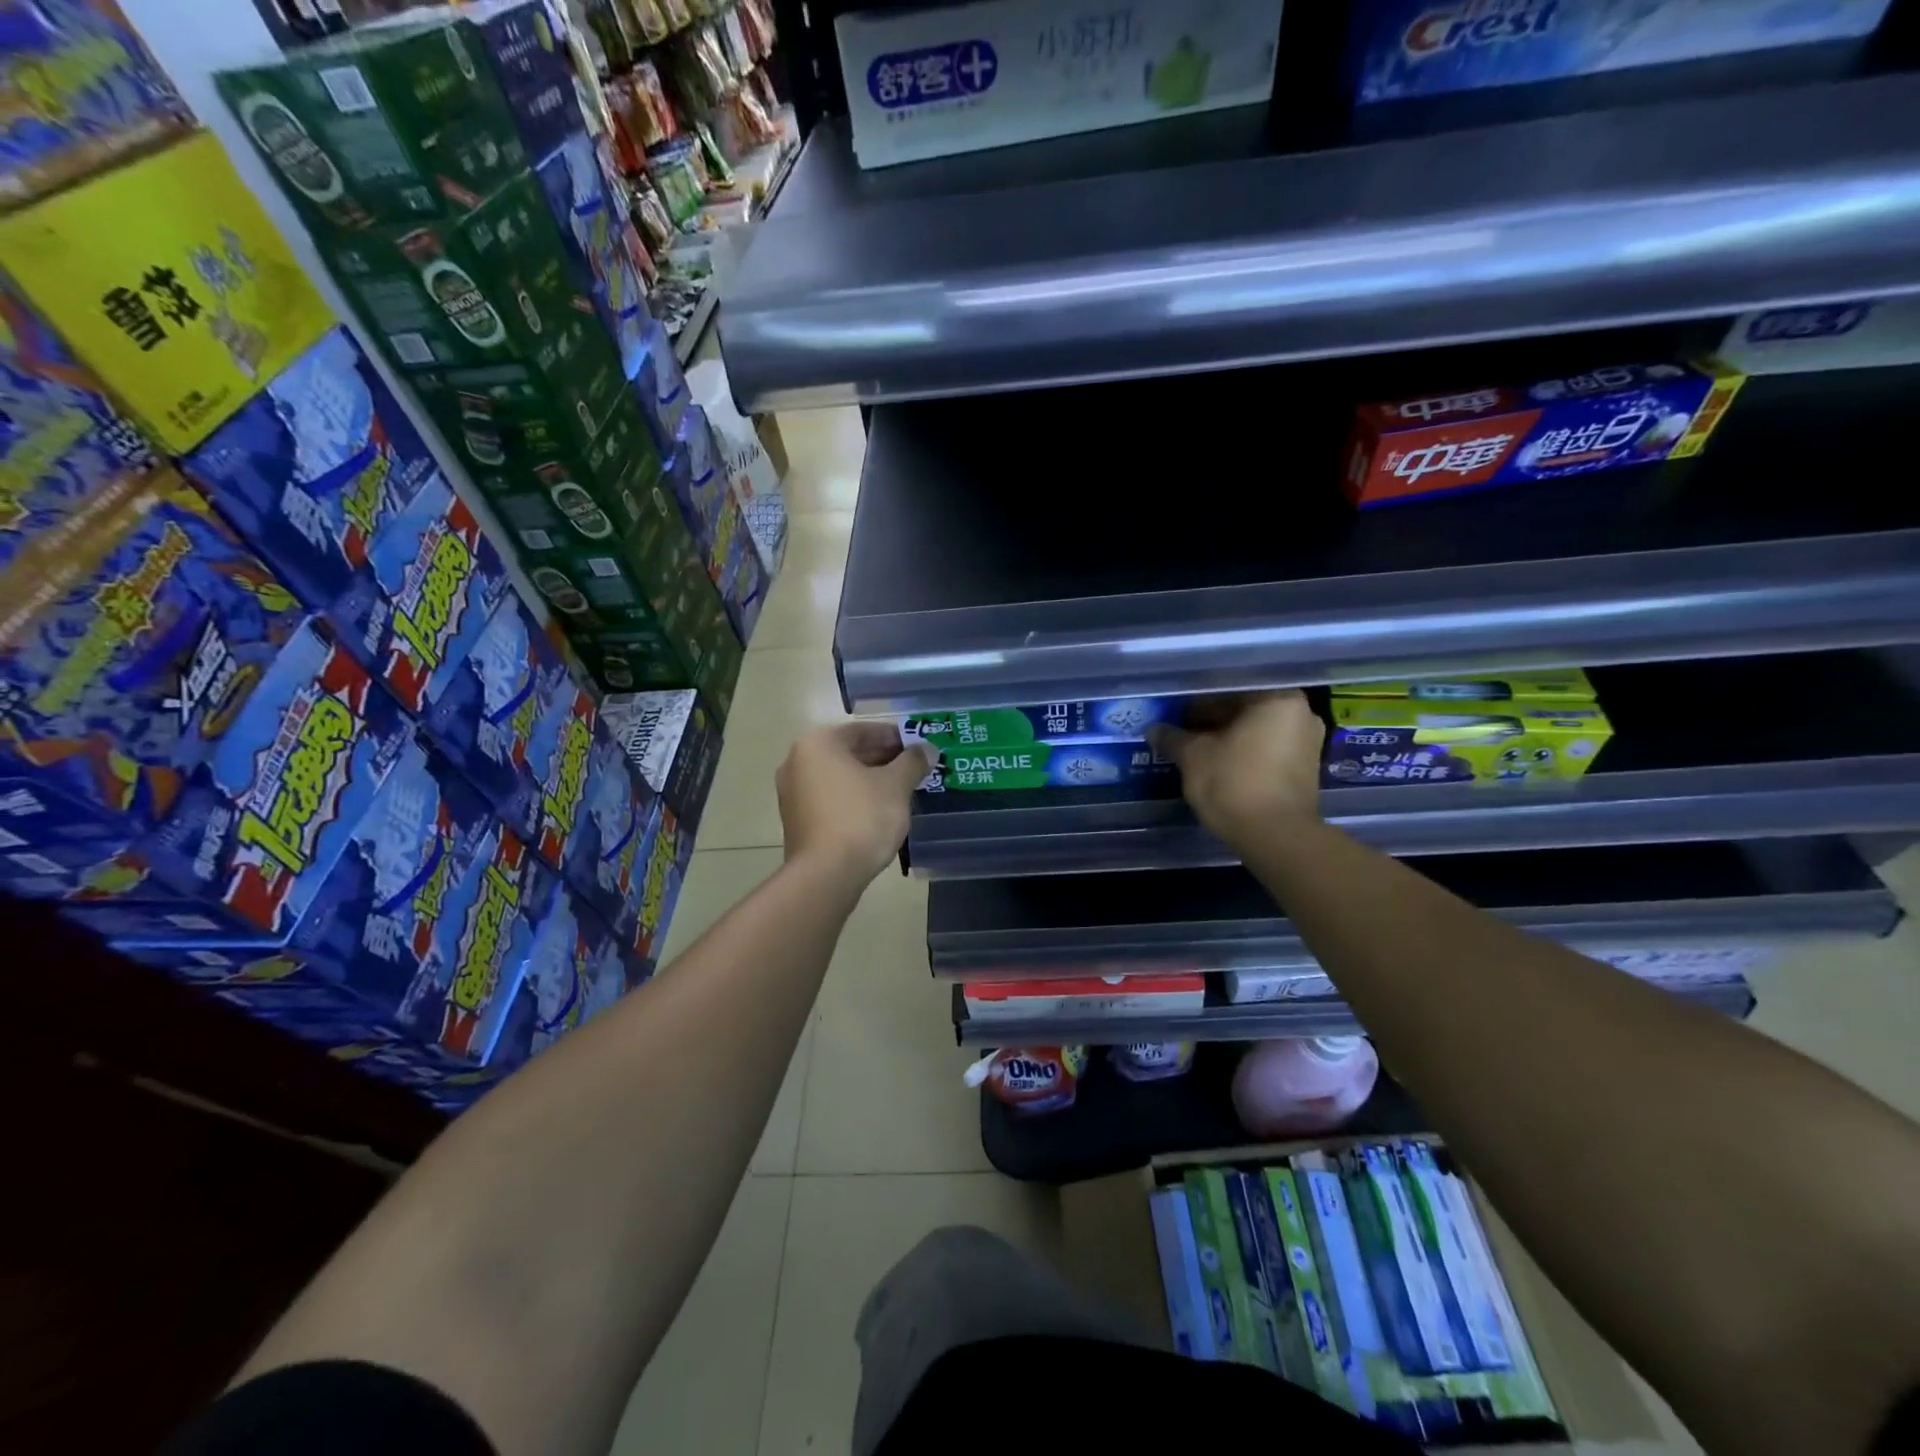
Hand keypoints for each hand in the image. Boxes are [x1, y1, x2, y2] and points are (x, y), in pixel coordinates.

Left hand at [776, 722, 935, 882]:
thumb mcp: (896, 785)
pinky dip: (854, 799)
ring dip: (869, 780)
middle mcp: (797, 761)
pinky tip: (878, 812)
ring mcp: (792, 793)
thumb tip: (927, 749)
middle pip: (849, 752)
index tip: (918, 748)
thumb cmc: (862, 818)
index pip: (863, 730)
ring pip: (840, 777)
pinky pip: (831, 799)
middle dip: (883, 759)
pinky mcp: (796, 820)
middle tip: (913, 770)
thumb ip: (913, 762)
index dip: (895, 738)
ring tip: (900, 792)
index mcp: (818, 743)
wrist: (826, 874)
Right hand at [1149, 692, 1324, 847]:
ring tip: (1194, 751)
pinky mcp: (1304, 770)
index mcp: (1277, 698)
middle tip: (1180, 733)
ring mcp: (1307, 743)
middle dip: (1211, 721)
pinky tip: (1216, 766)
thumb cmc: (1234, 782)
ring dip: (1225, 739)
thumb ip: (1173, 738)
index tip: (1173, 715)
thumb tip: (1154, 730)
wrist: (1276, 836)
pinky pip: (1265, 751)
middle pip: (1243, 709)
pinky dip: (1241, 754)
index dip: (1194, 702)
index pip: (1227, 689)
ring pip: (1254, 732)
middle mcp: (1300, 714)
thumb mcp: (1193, 756)